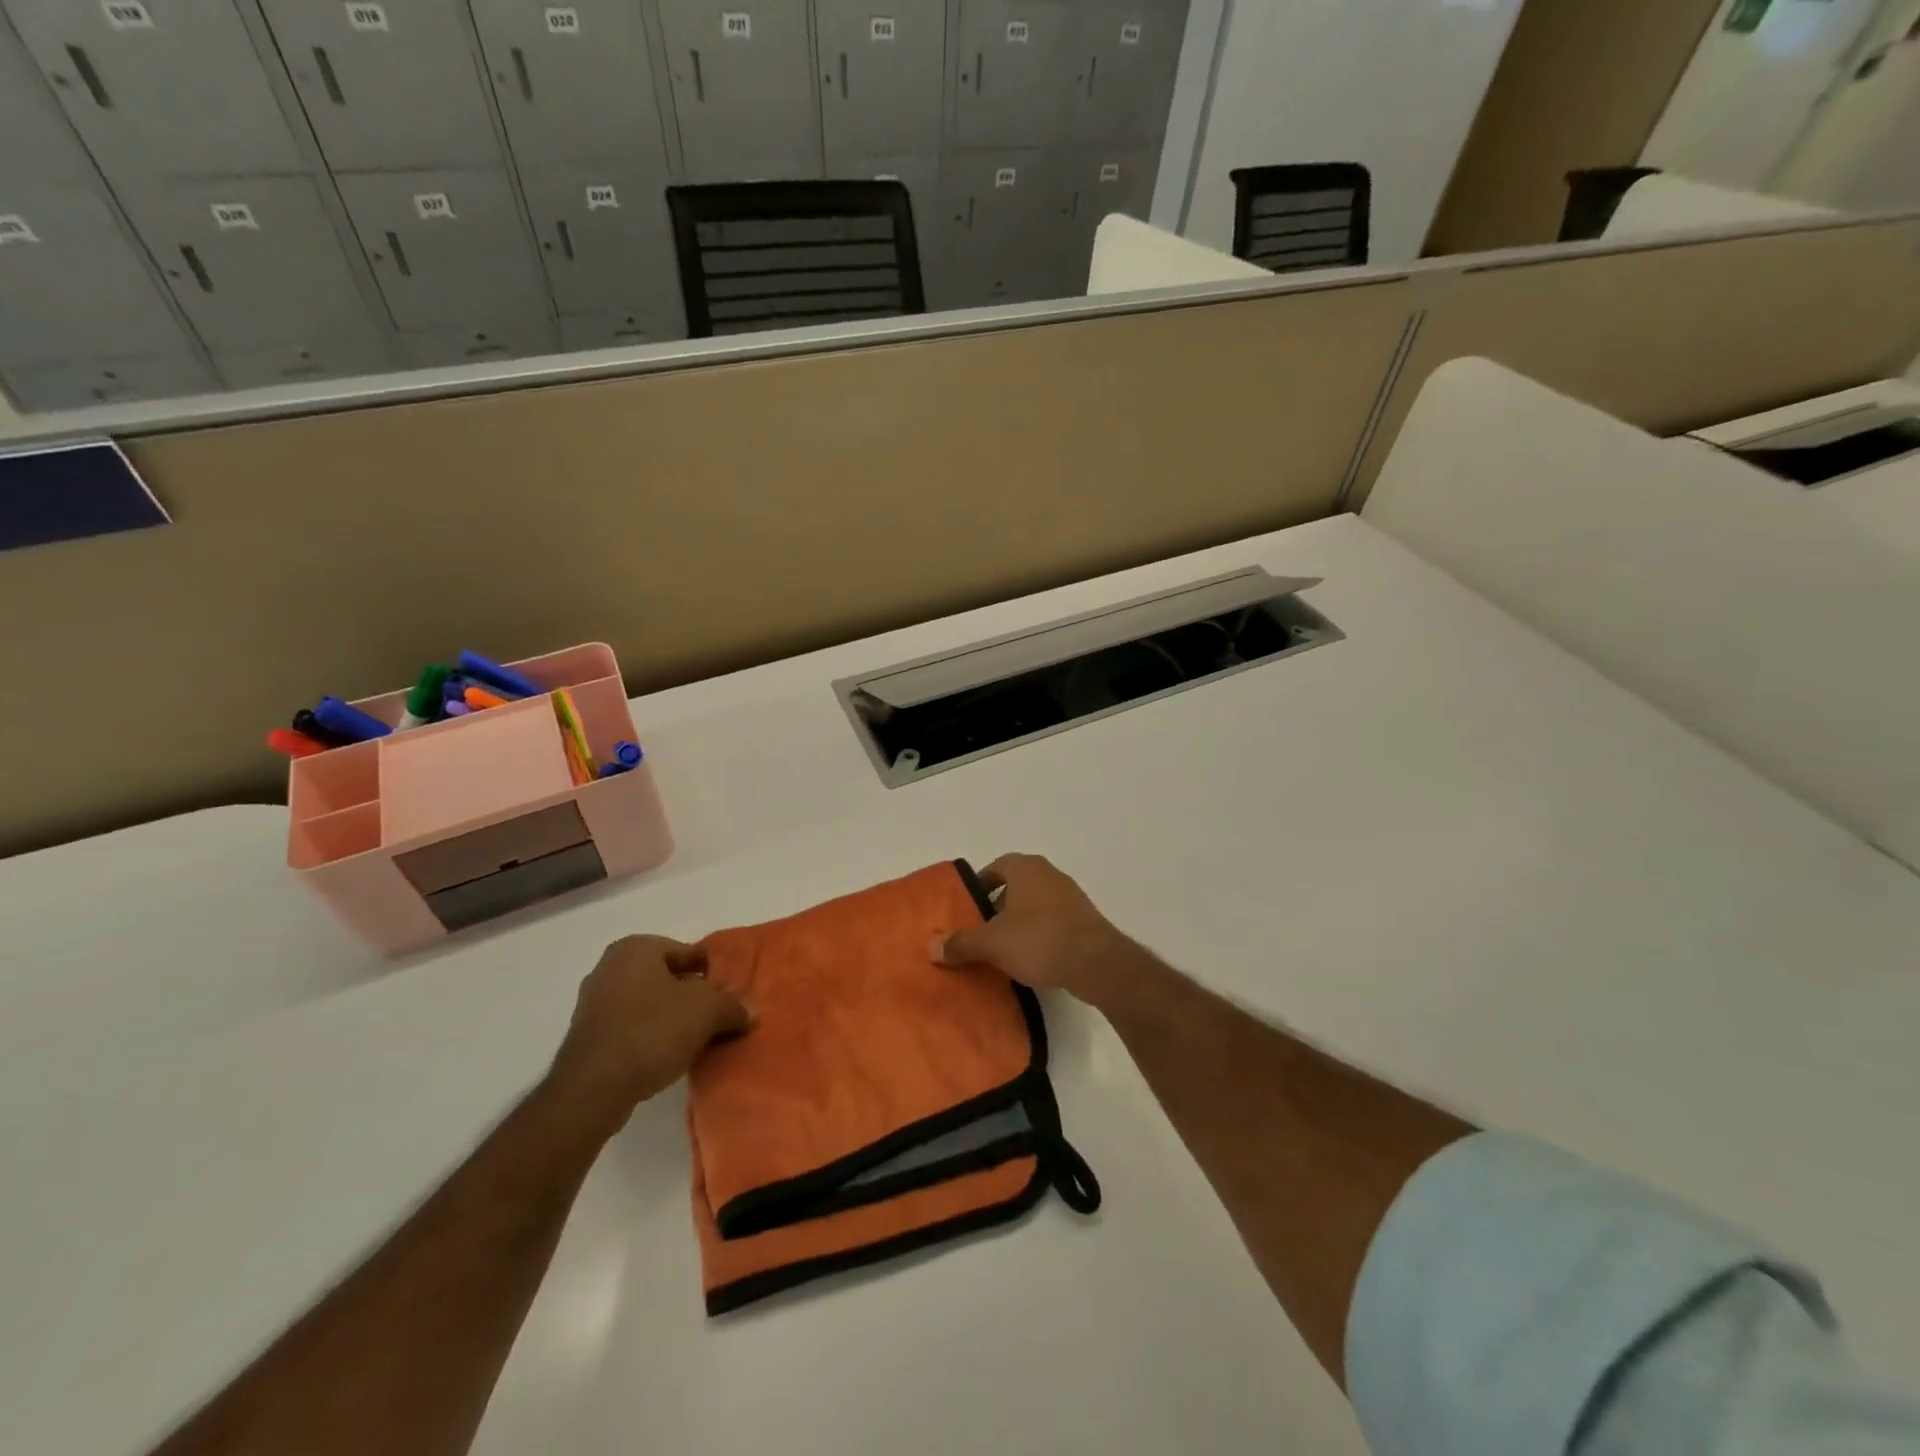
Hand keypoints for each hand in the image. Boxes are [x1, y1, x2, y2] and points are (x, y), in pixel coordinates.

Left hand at [549, 936, 749, 1128]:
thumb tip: (747, 1011)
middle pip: (668, 978)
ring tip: (698, 1041)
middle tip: (718, 1019)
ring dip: (673, 1019)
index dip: (714, 975)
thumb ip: (732, 1006)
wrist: (592, 1089)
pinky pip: (632, 1028)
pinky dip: (651, 1037)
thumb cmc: (651, 1032)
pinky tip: (668, 1056)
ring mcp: (593, 1003)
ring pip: (650, 1004)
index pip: (689, 953)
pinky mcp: (588, 1037)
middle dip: (693, 997)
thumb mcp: (707, 1012)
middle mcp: (610, 967)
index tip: (730, 996)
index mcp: (636, 948)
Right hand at [933, 854, 1143, 1007]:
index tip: (967, 909)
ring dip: (1019, 922)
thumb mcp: (992, 943)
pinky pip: (1053, 921)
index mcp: (1025, 868)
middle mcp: (1049, 874)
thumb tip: (931, 946)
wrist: (1096, 962)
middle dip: (997, 907)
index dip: (979, 886)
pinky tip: (1031, 959)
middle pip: (1015, 886)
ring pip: (1035, 904)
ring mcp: (1070, 896)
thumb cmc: (1038, 939)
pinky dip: (1039, 934)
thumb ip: (961, 943)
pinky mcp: (1085, 920)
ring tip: (1003, 949)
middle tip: (981, 931)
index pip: (995, 867)